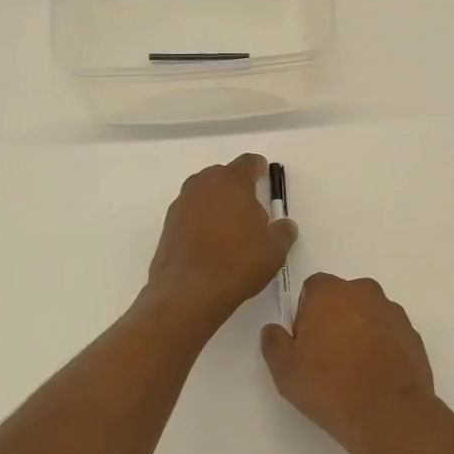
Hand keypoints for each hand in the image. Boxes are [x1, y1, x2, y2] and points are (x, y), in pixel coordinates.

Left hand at [146, 154, 297, 325]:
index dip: (258, 169)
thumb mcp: (274, 250)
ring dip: (217, 203)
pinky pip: (191, 213)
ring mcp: (182, 203)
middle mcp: (203, 184)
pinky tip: (210, 243)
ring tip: (230, 229)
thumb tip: (285, 225)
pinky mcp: (168, 224)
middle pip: (223, 176)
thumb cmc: (237, 263)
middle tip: (250, 209)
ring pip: (204, 194)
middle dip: (237, 187)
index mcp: (232, 181)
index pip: (248, 162)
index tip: (264, 177)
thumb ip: (283, 231)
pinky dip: (201, 220)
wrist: (188, 291)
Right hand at [260, 274, 446, 453]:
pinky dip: (381, 346)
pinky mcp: (413, 335)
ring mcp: (393, 313)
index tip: (305, 341)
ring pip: (368, 314)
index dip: (306, 311)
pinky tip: (375, 376)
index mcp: (331, 293)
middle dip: (334, 318)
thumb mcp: (285, 371)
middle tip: (327, 355)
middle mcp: (365, 293)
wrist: (389, 415)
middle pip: (343, 297)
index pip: (313, 287)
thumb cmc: (330, 387)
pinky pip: (389, 333)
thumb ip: (274, 343)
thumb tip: (274, 330)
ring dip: (360, 331)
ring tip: (353, 369)